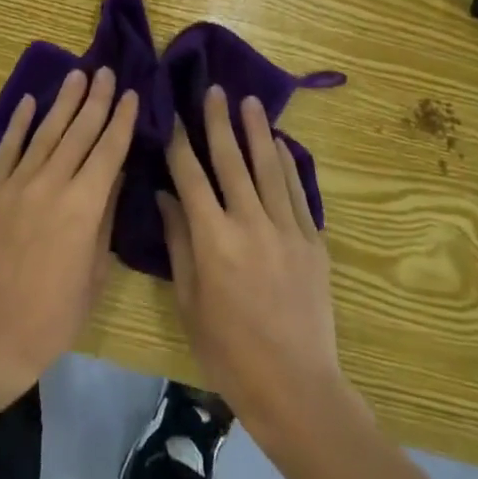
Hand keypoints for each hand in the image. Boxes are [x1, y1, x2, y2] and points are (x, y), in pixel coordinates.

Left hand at [0, 66, 136, 401]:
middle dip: (97, 99)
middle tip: (106, 71)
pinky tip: (29, 101)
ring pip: (46, 131)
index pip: (109, 150)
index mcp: (84, 205)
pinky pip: (8, 147)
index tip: (132, 94)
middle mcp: (52, 183)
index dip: (122, 120)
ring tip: (77, 74)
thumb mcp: (95, 271)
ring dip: (64, 101)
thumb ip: (105, 218)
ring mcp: (18, 182)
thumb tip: (115, 175)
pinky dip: (19, 122)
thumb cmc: (54, 313)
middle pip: (80, 131)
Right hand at [157, 86, 348, 445]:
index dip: (179, 141)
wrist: (297, 388)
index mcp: (214, 239)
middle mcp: (250, 223)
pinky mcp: (313, 242)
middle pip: (231, 160)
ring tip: (249, 101)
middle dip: (219, 121)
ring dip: (257, 131)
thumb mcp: (190, 302)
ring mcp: (286, 230)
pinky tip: (280, 144)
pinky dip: (288, 164)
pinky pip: (298, 192)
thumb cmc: (230, 352)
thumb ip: (178, 243)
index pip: (191, 176)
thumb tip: (165, 196)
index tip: (172, 112)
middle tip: (214, 90)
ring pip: (268, 167)